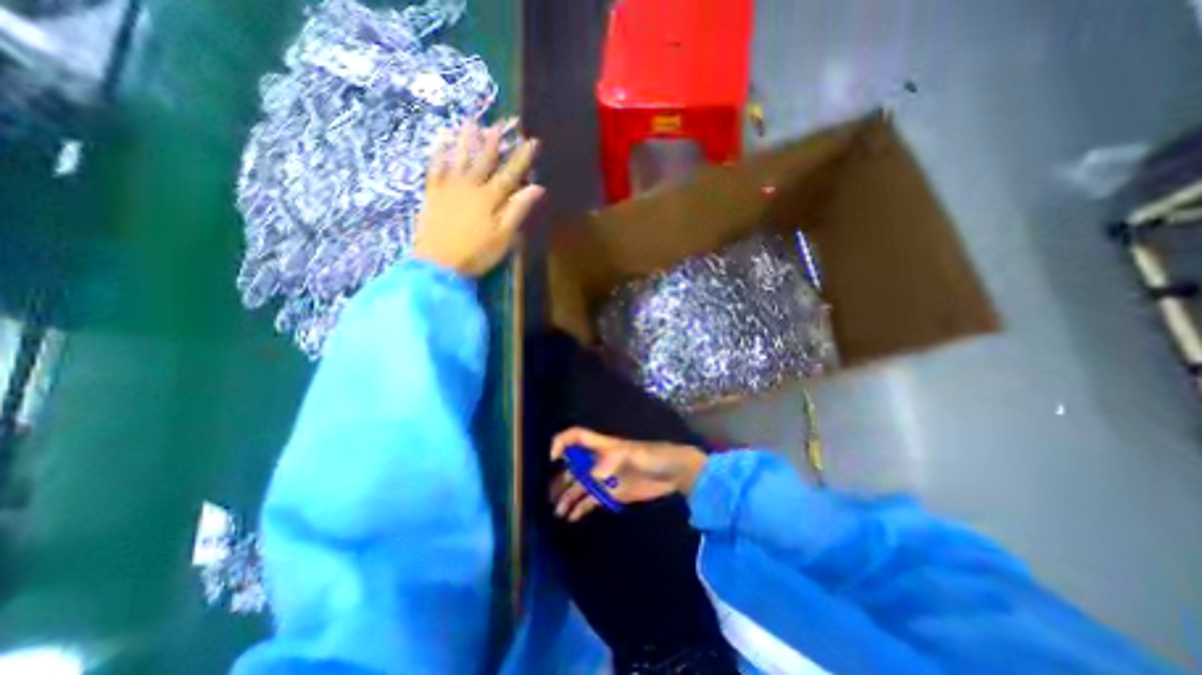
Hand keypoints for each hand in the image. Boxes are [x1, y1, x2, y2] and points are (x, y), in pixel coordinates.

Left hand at [413, 118, 543, 276]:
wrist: (437, 263)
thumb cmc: (476, 253)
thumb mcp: (503, 237)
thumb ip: (518, 210)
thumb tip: (536, 188)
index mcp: (490, 199)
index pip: (510, 174)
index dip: (522, 157)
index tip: (532, 141)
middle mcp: (470, 187)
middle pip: (484, 160)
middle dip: (495, 141)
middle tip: (500, 123)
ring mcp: (449, 188)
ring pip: (459, 158)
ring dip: (467, 139)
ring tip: (472, 122)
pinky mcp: (432, 193)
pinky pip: (435, 167)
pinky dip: (439, 151)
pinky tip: (441, 139)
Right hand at [550, 426, 705, 522]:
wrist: (675, 474)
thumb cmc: (655, 456)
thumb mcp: (636, 454)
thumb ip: (613, 461)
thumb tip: (593, 477)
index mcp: (603, 446)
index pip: (576, 437)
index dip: (562, 443)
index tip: (553, 459)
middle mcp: (599, 460)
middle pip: (573, 465)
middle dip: (560, 477)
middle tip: (548, 496)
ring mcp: (604, 478)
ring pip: (579, 485)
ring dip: (567, 496)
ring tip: (556, 511)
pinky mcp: (612, 493)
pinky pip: (591, 500)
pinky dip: (580, 508)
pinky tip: (571, 517)